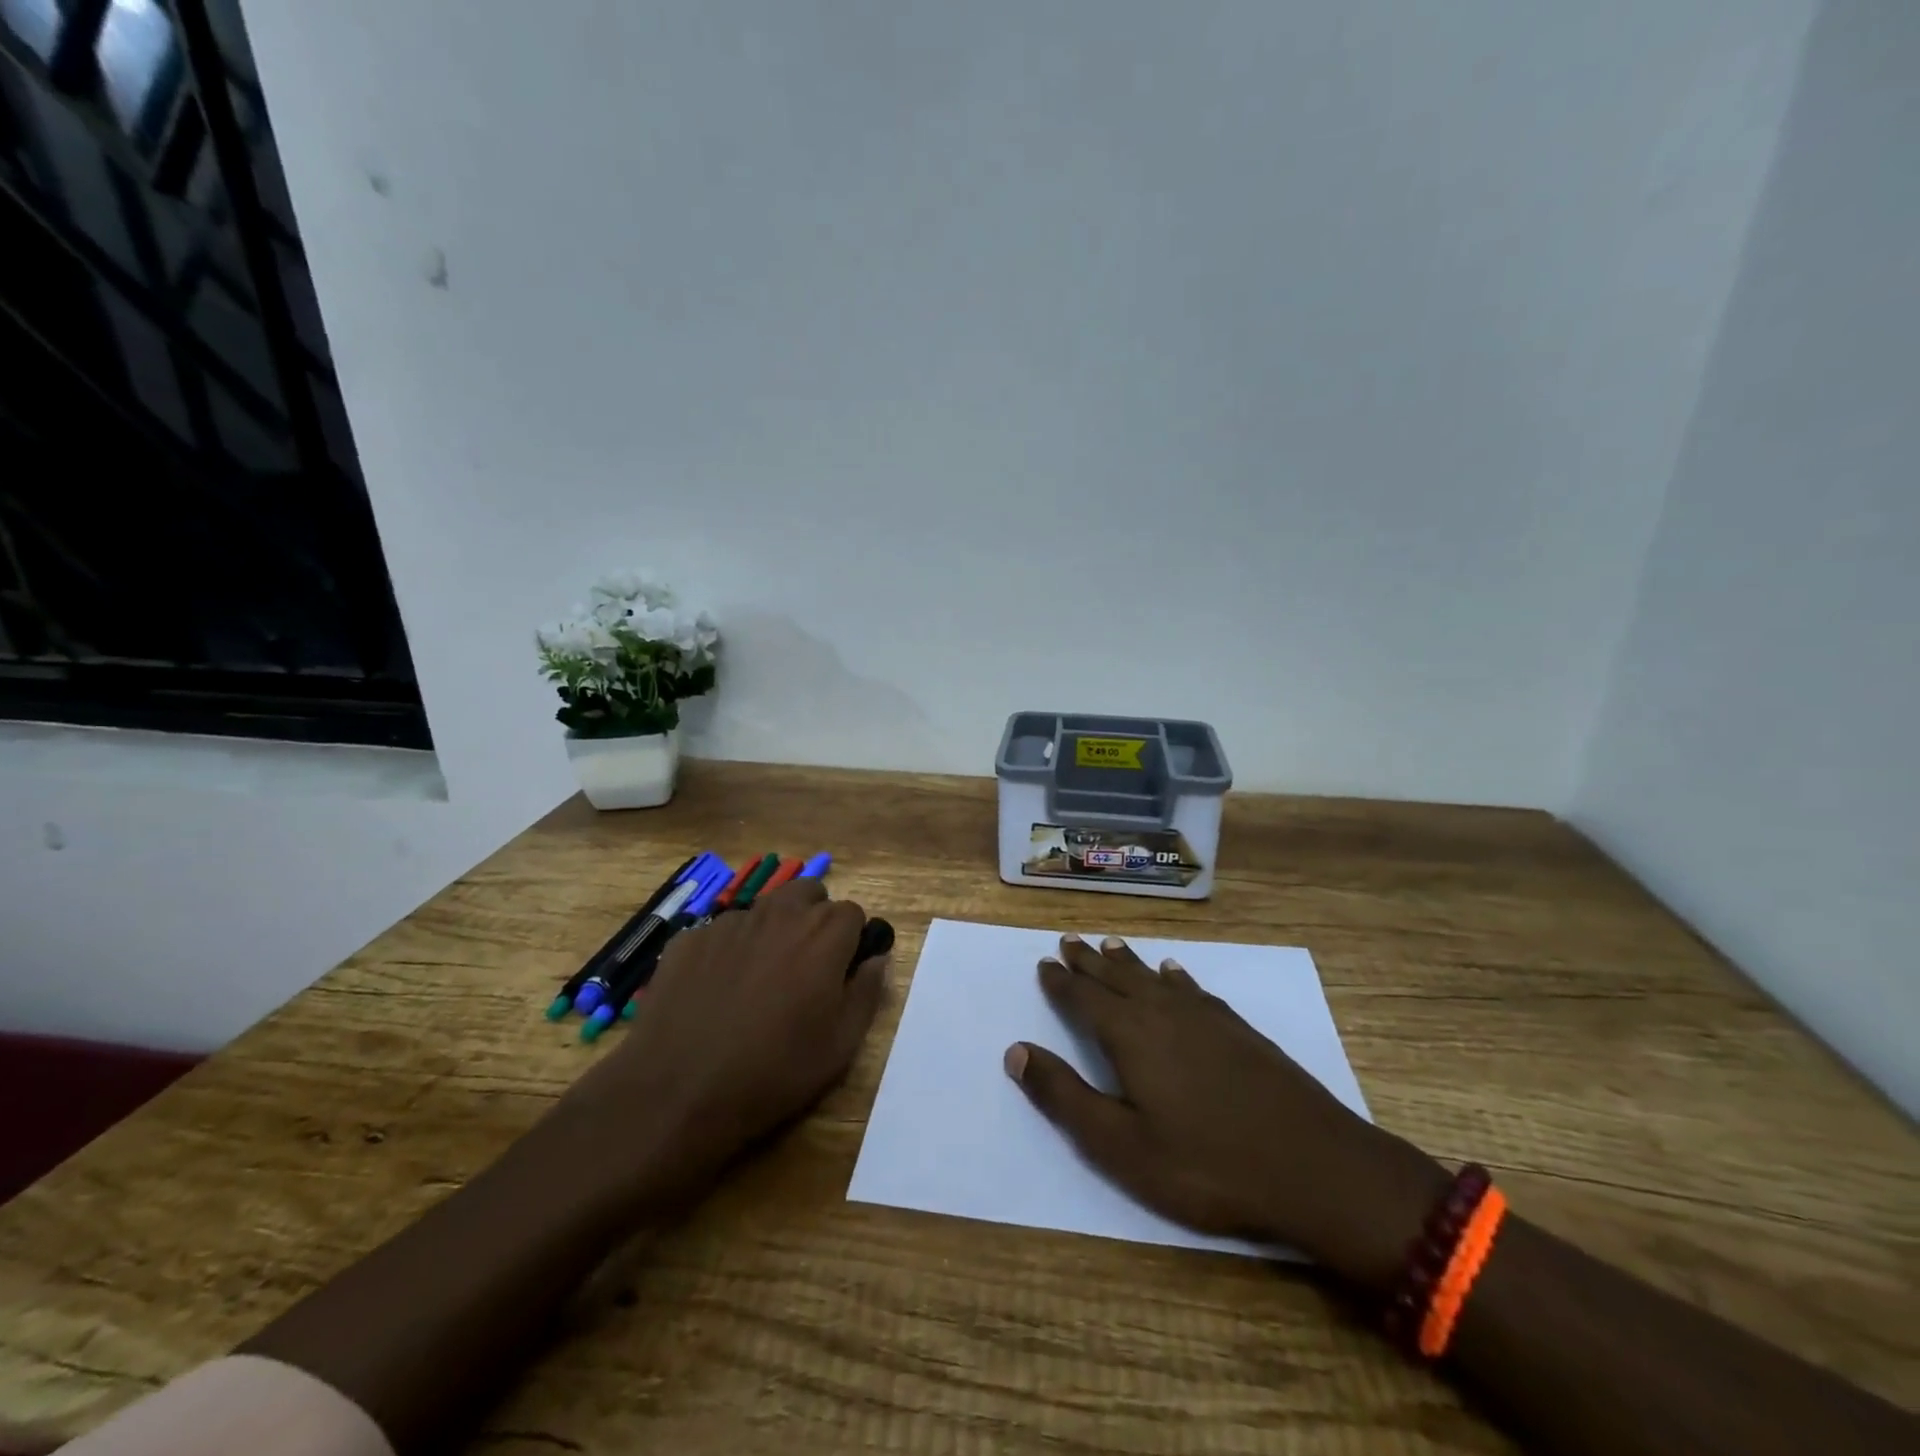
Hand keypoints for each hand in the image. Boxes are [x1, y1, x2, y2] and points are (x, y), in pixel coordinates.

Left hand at [559, 878, 886, 1209]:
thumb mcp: (840, 1046)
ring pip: (765, 908)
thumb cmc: (773, 1072)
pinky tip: (717, 992)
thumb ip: (867, 991)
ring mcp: (730, 922)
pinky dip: (730, 950)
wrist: (677, 1091)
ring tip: (760, 980)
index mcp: (823, 934)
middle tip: (806, 966)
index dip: (851, 941)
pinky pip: (722, 931)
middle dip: (815, 919)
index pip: (852, 913)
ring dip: (773, 930)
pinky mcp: (690, 938)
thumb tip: (876, 958)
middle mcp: (779, 913)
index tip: (842, 972)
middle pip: (809, 892)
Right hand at [1005, 934, 1445, 1288]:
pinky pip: (1193, 988)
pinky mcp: (1238, 1028)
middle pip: (1116, 977)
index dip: (1061, 981)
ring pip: (1153, 977)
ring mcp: (1204, 1017)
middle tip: (1069, 941)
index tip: (1044, 963)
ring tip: (1109, 944)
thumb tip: (1015, 1051)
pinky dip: (1176, 976)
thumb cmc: (1207, 1164)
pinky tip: (1174, 971)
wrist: (1314, 1166)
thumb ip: (1065, 1097)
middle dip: (1088, 961)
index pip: (1084, 998)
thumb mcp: (1121, 1146)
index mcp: (1130, 1036)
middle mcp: (1162, 1012)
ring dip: (1127, 961)